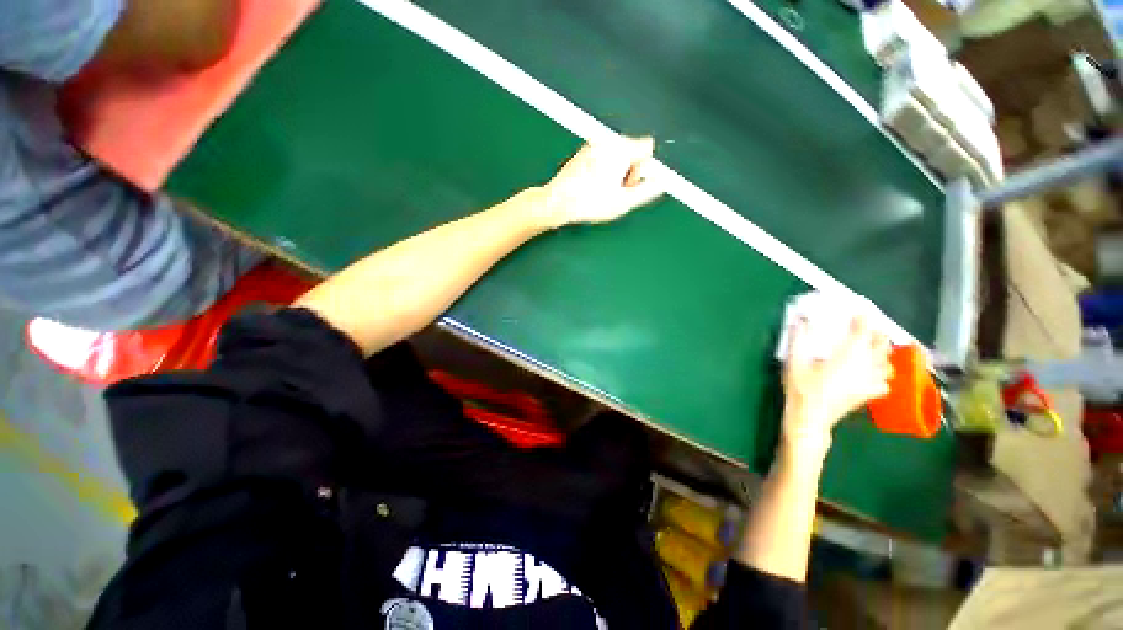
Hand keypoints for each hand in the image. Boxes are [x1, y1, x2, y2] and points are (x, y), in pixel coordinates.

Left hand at [538, 136, 663, 227]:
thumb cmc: (588, 203)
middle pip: (632, 150)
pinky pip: (603, 156)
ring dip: (616, 171)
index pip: (647, 147)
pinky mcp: (583, 151)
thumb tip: (662, 183)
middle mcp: (607, 141)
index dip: (642, 169)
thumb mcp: (623, 202)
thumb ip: (647, 191)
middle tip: (614, 190)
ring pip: (617, 154)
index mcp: (620, 150)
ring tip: (601, 190)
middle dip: (629, 170)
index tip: (629, 185)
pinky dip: (603, 169)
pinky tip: (592, 185)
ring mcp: (593, 144)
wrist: (557, 202)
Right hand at [781, 315, 891, 457]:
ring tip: (872, 347)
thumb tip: (799, 318)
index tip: (859, 309)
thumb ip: (798, 339)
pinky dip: (881, 373)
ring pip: (886, 363)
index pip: (862, 332)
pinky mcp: (868, 394)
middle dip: (876, 333)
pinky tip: (872, 373)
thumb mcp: (794, 362)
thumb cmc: (801, 389)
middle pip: (881, 345)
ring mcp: (870, 382)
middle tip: (865, 326)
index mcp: (848, 356)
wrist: (809, 418)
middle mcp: (865, 367)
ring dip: (882, 352)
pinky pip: (884, 381)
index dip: (863, 318)